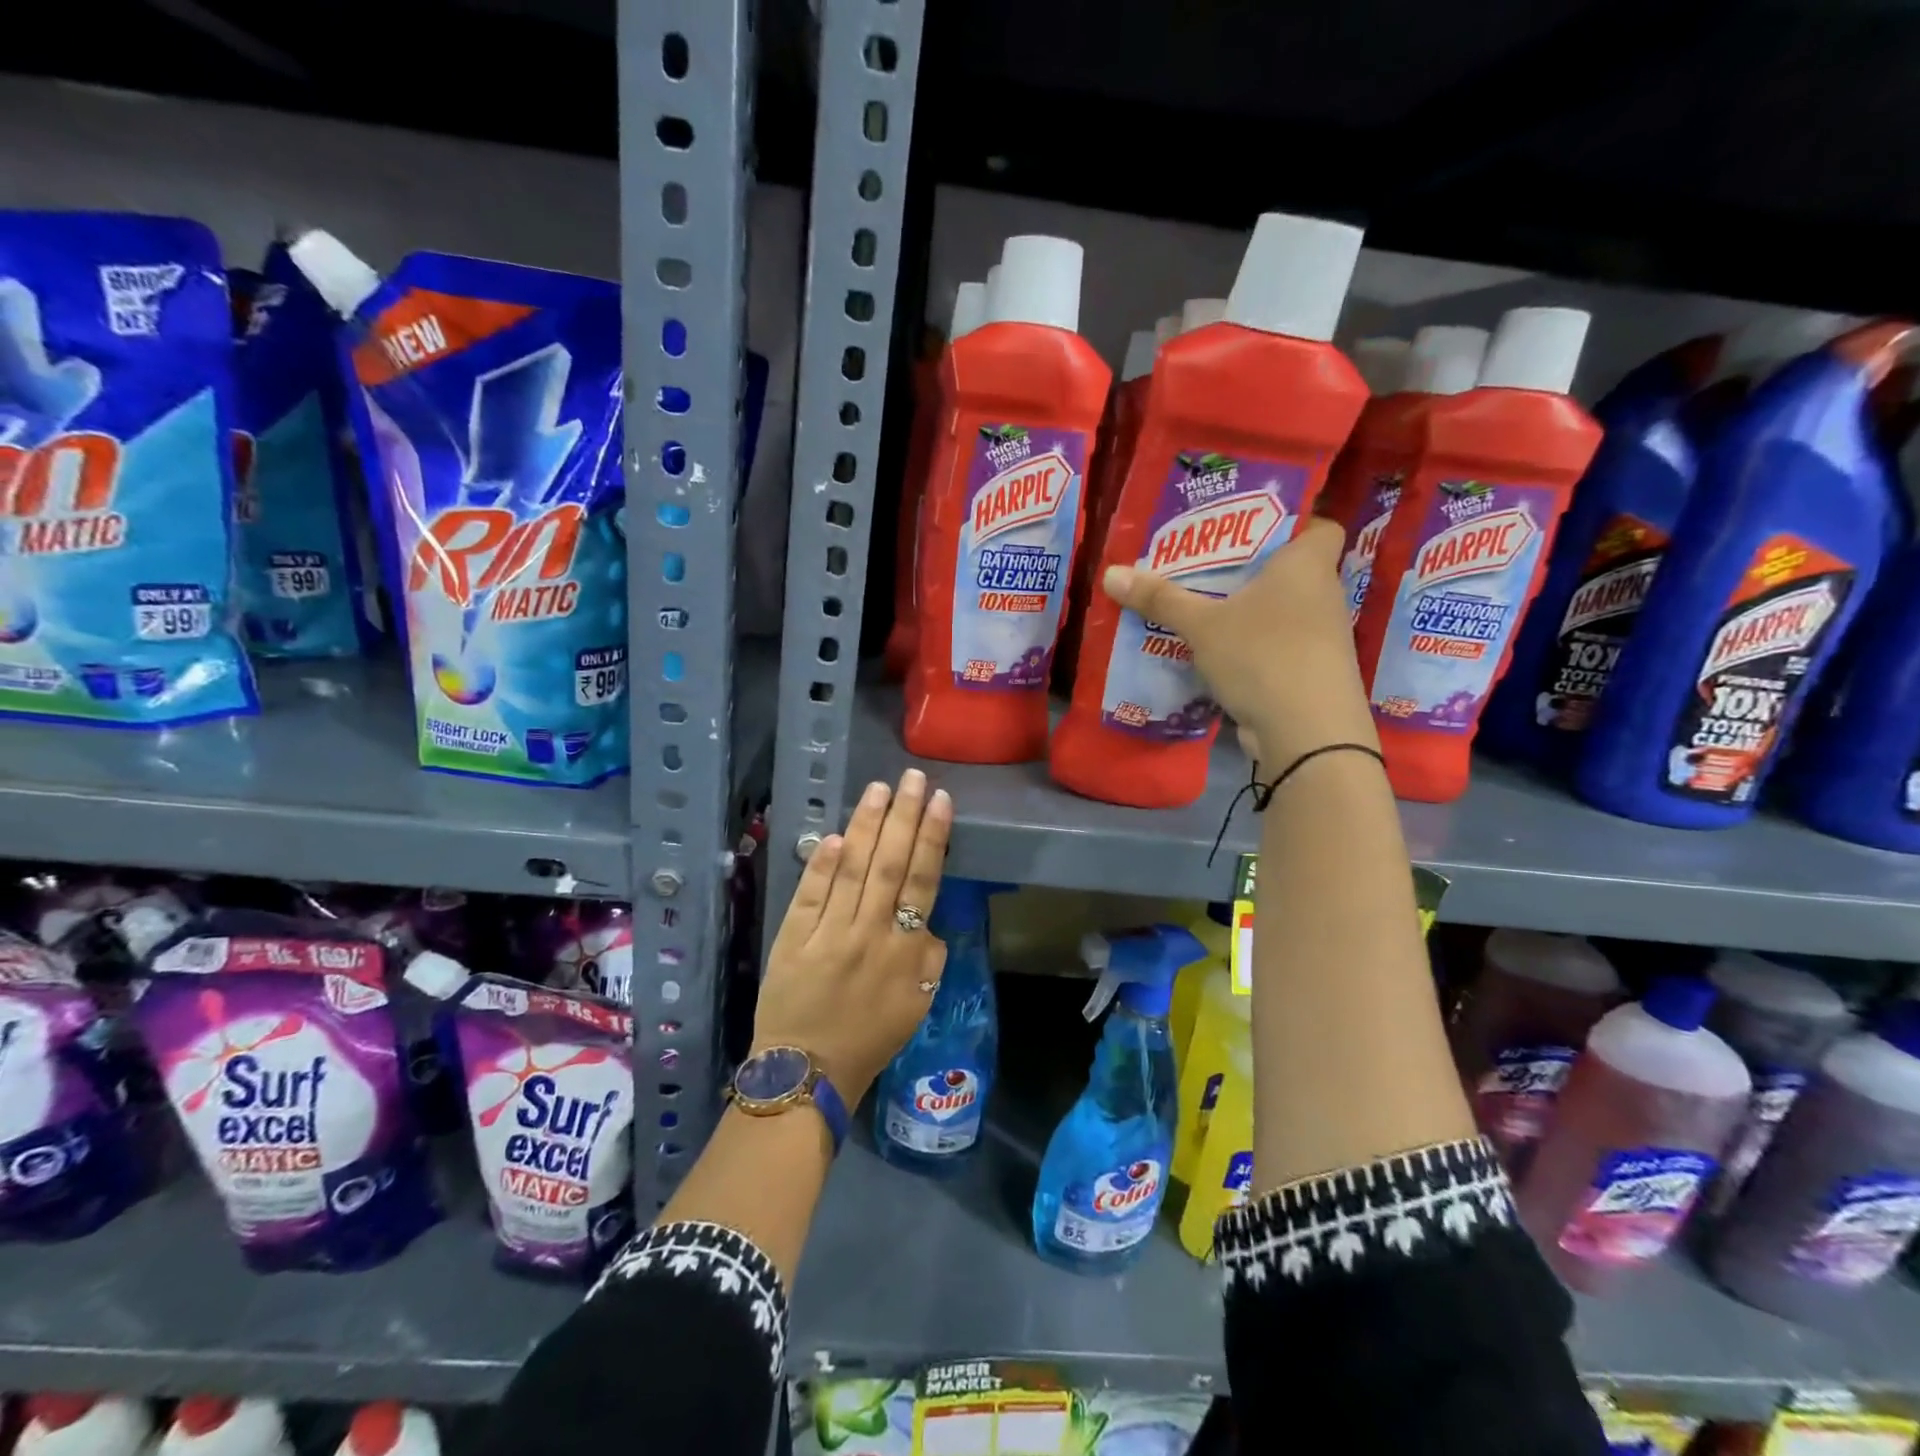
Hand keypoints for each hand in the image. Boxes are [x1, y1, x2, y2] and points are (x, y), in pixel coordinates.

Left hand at [753, 768, 953, 1106]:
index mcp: (904, 951)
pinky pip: (810, 894)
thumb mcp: (917, 1005)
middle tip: (912, 778)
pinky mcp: (792, 937)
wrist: (808, 1072)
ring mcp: (827, 933)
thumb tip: (926, 920)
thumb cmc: (869, 1038)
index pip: (922, 881)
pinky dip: (821, 864)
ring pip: (851, 870)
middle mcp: (868, 933)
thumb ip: (928, 959)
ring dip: (866, 826)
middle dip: (903, 816)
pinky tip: (833, 835)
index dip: (931, 837)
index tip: (939, 800)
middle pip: (889, 864)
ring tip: (879, 789)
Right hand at [1101, 516, 1376, 768]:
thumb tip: (1111, 573)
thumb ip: (1160, 598)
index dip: (1290, 521)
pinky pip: (1275, 644)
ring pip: (1279, 611)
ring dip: (1245, 611)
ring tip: (1199, 606)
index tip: (1247, 527)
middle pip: (1288, 569)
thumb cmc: (1262, 655)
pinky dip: (1249, 645)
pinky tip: (1214, 651)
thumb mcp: (1202, 625)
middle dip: (1248, 568)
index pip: (1318, 525)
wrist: (1307, 733)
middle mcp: (1322, 595)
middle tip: (1202, 565)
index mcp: (1307, 565)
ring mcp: (1320, 638)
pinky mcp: (1309, 672)